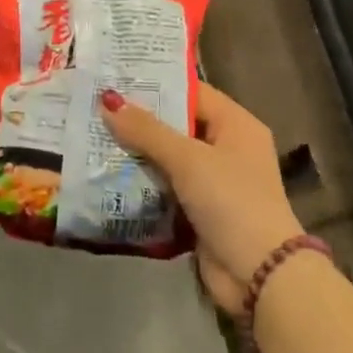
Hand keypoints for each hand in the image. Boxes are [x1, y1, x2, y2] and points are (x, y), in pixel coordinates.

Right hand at [101, 84, 306, 313]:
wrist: (259, 276)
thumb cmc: (231, 201)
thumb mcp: (188, 159)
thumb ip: (146, 130)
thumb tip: (108, 99)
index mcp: (236, 125)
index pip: (191, 92)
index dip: (155, 85)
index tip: (115, 77)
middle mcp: (227, 148)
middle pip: (176, 125)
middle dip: (138, 120)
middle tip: (95, 106)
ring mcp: (213, 182)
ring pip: (167, 158)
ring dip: (135, 153)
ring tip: (92, 136)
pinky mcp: (199, 211)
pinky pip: (165, 187)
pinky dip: (141, 183)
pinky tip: (106, 174)